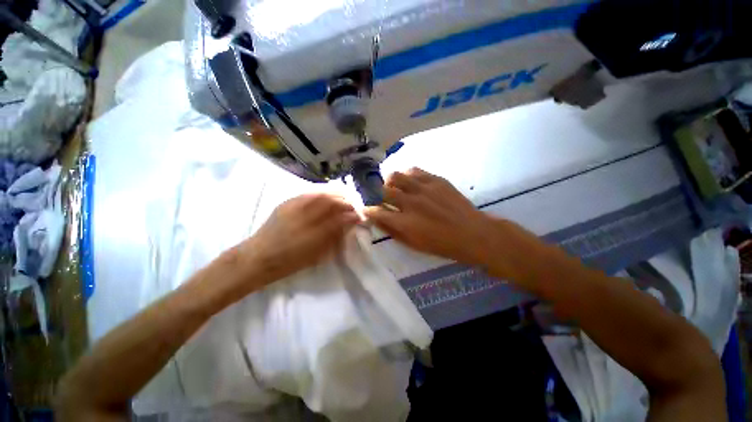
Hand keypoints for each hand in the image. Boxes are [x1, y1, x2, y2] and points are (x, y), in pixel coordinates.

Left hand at [241, 193, 360, 283]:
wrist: (258, 257)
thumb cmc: (291, 261)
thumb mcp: (317, 253)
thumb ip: (336, 236)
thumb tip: (350, 222)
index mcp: (314, 232)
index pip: (340, 216)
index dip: (352, 213)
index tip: (360, 215)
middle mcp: (306, 215)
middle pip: (332, 200)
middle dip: (347, 201)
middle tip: (354, 205)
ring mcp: (295, 206)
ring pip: (321, 193)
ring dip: (337, 193)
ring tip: (345, 196)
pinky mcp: (288, 202)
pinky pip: (309, 192)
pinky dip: (322, 191)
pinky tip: (328, 193)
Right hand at [364, 168, 491, 265]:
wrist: (472, 233)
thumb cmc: (441, 244)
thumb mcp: (413, 244)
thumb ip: (392, 231)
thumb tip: (377, 219)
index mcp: (404, 223)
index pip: (376, 211)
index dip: (368, 209)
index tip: (367, 208)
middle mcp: (410, 203)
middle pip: (382, 190)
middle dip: (376, 194)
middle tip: (380, 197)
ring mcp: (423, 189)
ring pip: (395, 176)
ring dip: (390, 182)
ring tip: (394, 187)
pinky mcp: (435, 180)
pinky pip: (414, 171)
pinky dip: (407, 175)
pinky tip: (410, 182)